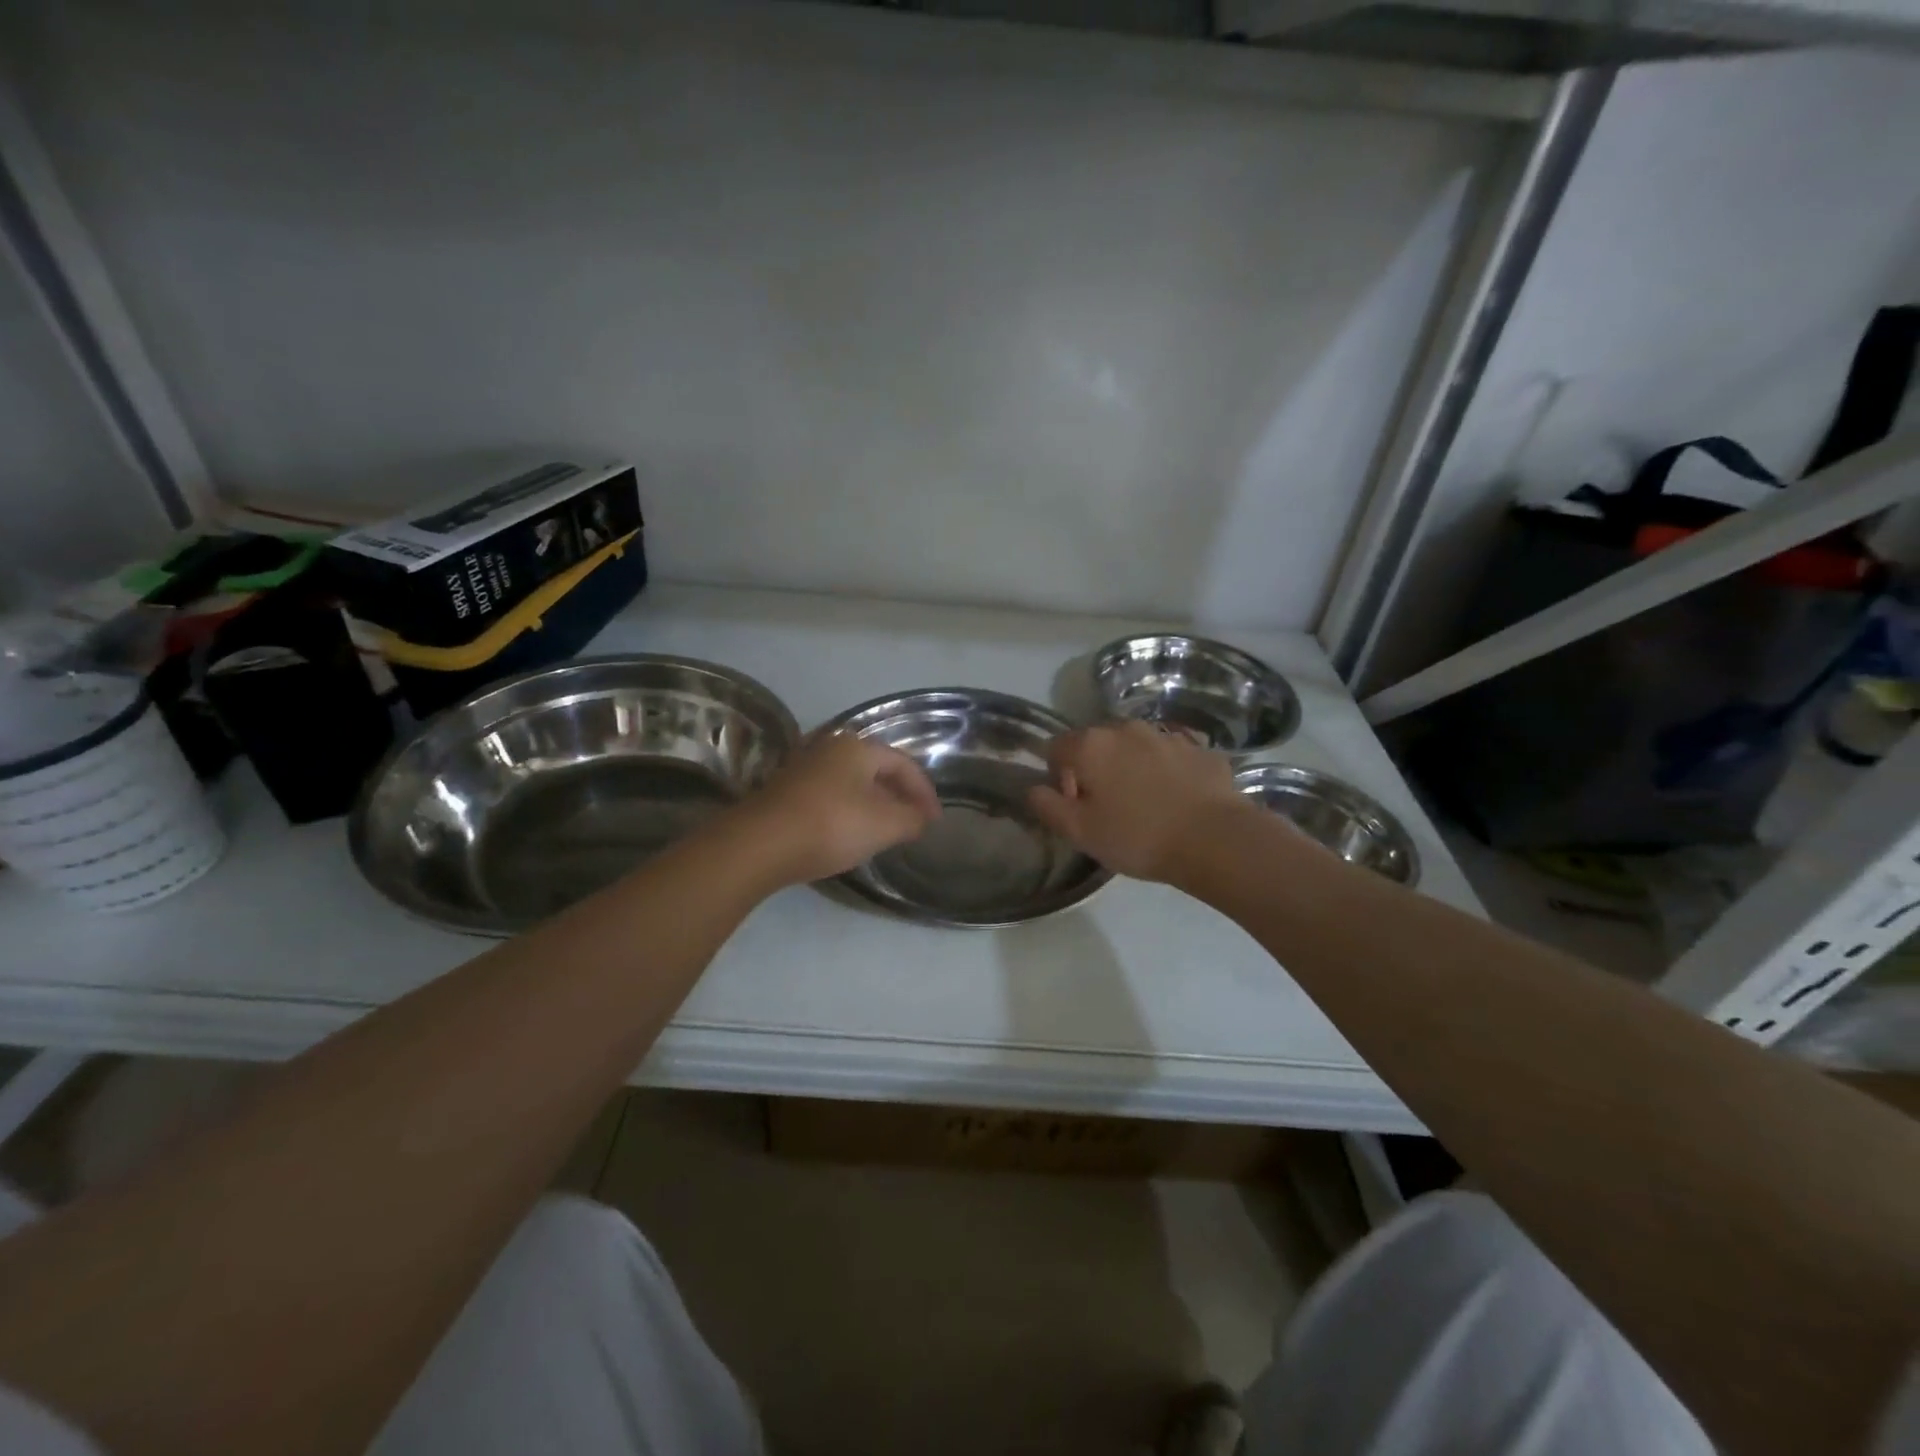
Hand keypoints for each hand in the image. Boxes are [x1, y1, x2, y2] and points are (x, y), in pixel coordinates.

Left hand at [738, 733, 940, 885]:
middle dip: (899, 795)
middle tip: (912, 822)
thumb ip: (912, 818)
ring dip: (873, 804)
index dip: (924, 792)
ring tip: (884, 830)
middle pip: (876, 769)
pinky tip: (848, 833)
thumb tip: (922, 818)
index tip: (934, 821)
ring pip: (851, 783)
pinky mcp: (784, 791)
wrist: (760, 844)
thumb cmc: (831, 825)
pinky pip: (829, 796)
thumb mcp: (885, 825)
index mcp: (857, 747)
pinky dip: (848, 811)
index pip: (903, 764)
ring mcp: (803, 767)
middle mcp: (829, 747)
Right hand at [1027, 721, 1244, 882]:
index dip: (1058, 776)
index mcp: (1091, 745)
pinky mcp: (1199, 748)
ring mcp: (1166, 735)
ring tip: (1145, 803)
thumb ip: (1048, 806)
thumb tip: (1034, 788)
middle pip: (1096, 743)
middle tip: (1108, 807)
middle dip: (1095, 768)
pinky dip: (1166, 771)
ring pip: (1135, 747)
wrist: (1215, 838)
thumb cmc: (1138, 837)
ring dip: (1131, 767)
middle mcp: (1125, 729)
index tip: (1074, 804)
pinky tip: (1176, 799)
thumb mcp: (1081, 832)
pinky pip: (1170, 756)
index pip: (1056, 747)